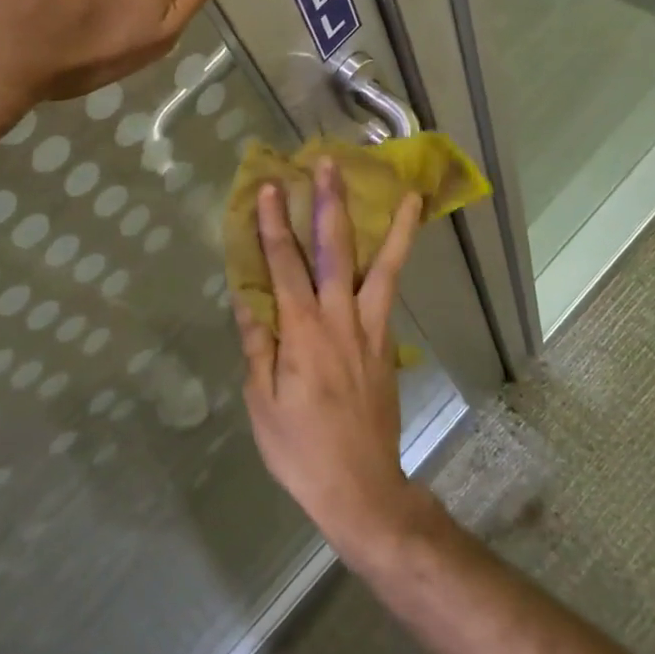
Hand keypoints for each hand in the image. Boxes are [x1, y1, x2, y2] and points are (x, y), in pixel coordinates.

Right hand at [238, 157, 430, 567]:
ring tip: (407, 193)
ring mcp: (370, 329)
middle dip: (329, 204)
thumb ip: (258, 346)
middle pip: (335, 251)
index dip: (273, 224)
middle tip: (329, 165)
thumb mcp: (262, 403)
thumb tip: (248, 299)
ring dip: (391, 227)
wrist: (362, 488)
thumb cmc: (300, 449)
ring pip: (383, 267)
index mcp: (302, 332)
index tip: (269, 187)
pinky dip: (398, 264)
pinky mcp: (385, 343)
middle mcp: (339, 319)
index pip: (284, 266)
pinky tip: (401, 245)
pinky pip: (391, 293)